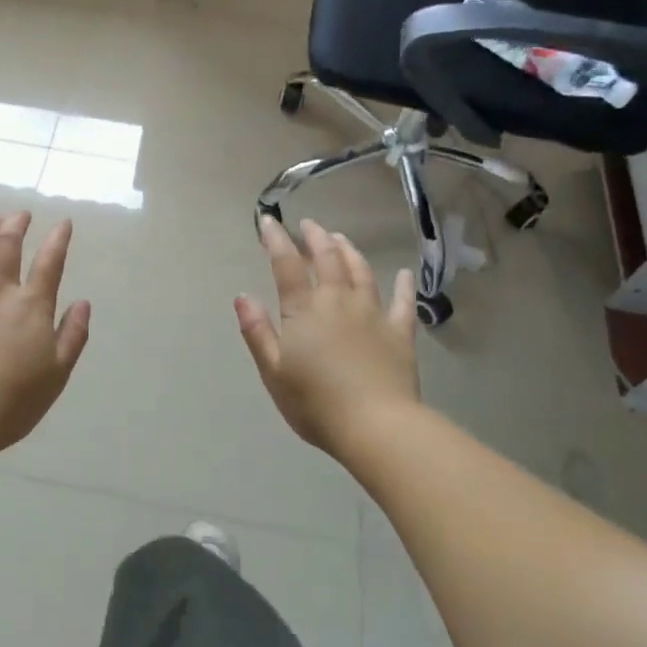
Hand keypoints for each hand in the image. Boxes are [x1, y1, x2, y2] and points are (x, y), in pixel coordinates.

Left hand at [0, 212, 90, 454]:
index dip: (58, 239)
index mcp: (32, 307)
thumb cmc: (14, 399)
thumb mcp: (58, 373)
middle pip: (7, 248)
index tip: (63, 222)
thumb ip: (73, 335)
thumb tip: (83, 302)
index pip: (49, 263)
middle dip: (15, 225)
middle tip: (20, 214)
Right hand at [235, 217, 420, 453]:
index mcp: (304, 309)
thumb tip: (243, 295)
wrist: (376, 426)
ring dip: (349, 251)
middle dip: (316, 237)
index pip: (287, 265)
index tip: (268, 220)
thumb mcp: (273, 371)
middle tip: (308, 225)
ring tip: (341, 239)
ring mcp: (372, 313)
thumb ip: (257, 331)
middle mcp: (338, 300)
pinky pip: (403, 302)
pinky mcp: (400, 332)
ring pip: (361, 271)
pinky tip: (404, 274)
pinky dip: (403, 285)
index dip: (276, 240)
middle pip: (328, 258)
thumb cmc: (316, 403)